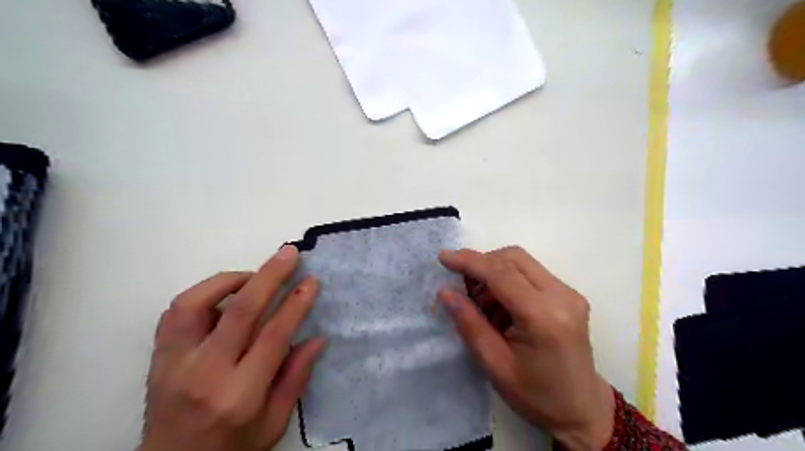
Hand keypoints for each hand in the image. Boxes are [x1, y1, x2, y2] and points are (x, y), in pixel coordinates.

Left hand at [139, 247, 326, 450]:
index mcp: (239, 394)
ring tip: (255, 275)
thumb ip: (295, 379)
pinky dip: (203, 292)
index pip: (273, 336)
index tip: (311, 282)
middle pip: (239, 310)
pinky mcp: (158, 356)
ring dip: (230, 279)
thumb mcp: (273, 424)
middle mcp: (204, 373)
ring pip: (196, 303)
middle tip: (289, 254)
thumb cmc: (232, 448)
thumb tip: (317, 338)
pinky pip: (176, 311)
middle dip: (269, 276)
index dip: (296, 304)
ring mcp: (174, 362)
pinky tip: (225, 293)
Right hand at [438, 247, 613, 450]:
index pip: (502, 274)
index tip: (443, 258)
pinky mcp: (569, 295)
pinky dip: (508, 281)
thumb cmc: (536, 396)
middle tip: (460, 284)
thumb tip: (445, 292)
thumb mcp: (494, 365)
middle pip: (514, 258)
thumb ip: (469, 324)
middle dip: (481, 263)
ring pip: (522, 262)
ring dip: (494, 272)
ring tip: (480, 303)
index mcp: (543, 317)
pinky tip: (499, 306)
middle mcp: (562, 296)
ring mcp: (569, 293)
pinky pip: (530, 273)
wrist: (582, 409)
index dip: (470, 262)